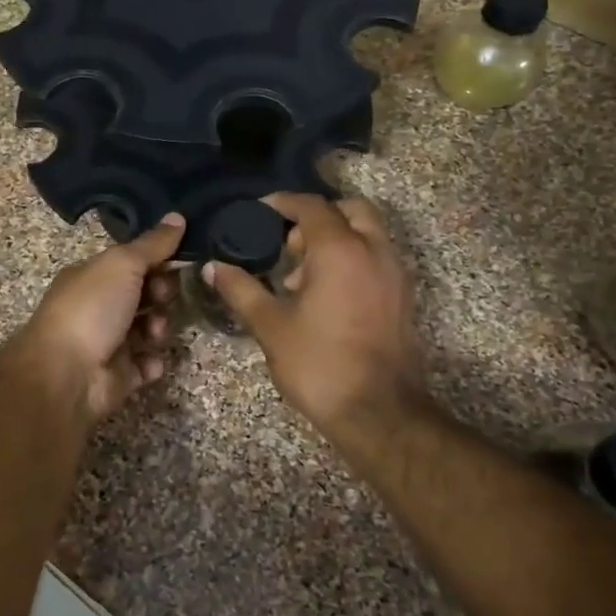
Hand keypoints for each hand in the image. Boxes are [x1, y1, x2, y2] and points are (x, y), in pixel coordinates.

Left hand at [10, 214, 184, 427]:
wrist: (65, 374)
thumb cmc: (91, 309)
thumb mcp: (122, 264)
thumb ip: (153, 244)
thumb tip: (178, 216)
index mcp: (92, 277)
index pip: (131, 263)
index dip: (157, 260)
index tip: (181, 260)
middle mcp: (97, 307)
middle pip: (143, 295)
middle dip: (161, 294)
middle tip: (163, 297)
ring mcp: (107, 343)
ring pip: (147, 330)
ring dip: (159, 327)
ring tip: (155, 332)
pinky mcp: (117, 376)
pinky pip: (144, 365)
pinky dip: (151, 363)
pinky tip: (149, 361)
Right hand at [204, 194, 430, 459]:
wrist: (378, 412)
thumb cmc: (319, 364)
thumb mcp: (270, 325)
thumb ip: (241, 289)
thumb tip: (213, 267)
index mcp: (340, 250)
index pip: (311, 206)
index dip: (281, 203)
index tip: (257, 212)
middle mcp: (374, 250)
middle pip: (348, 209)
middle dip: (315, 217)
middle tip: (286, 243)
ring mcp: (394, 273)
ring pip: (367, 232)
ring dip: (335, 238)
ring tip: (300, 275)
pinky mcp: (402, 296)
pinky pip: (376, 257)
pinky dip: (352, 257)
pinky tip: (325, 294)